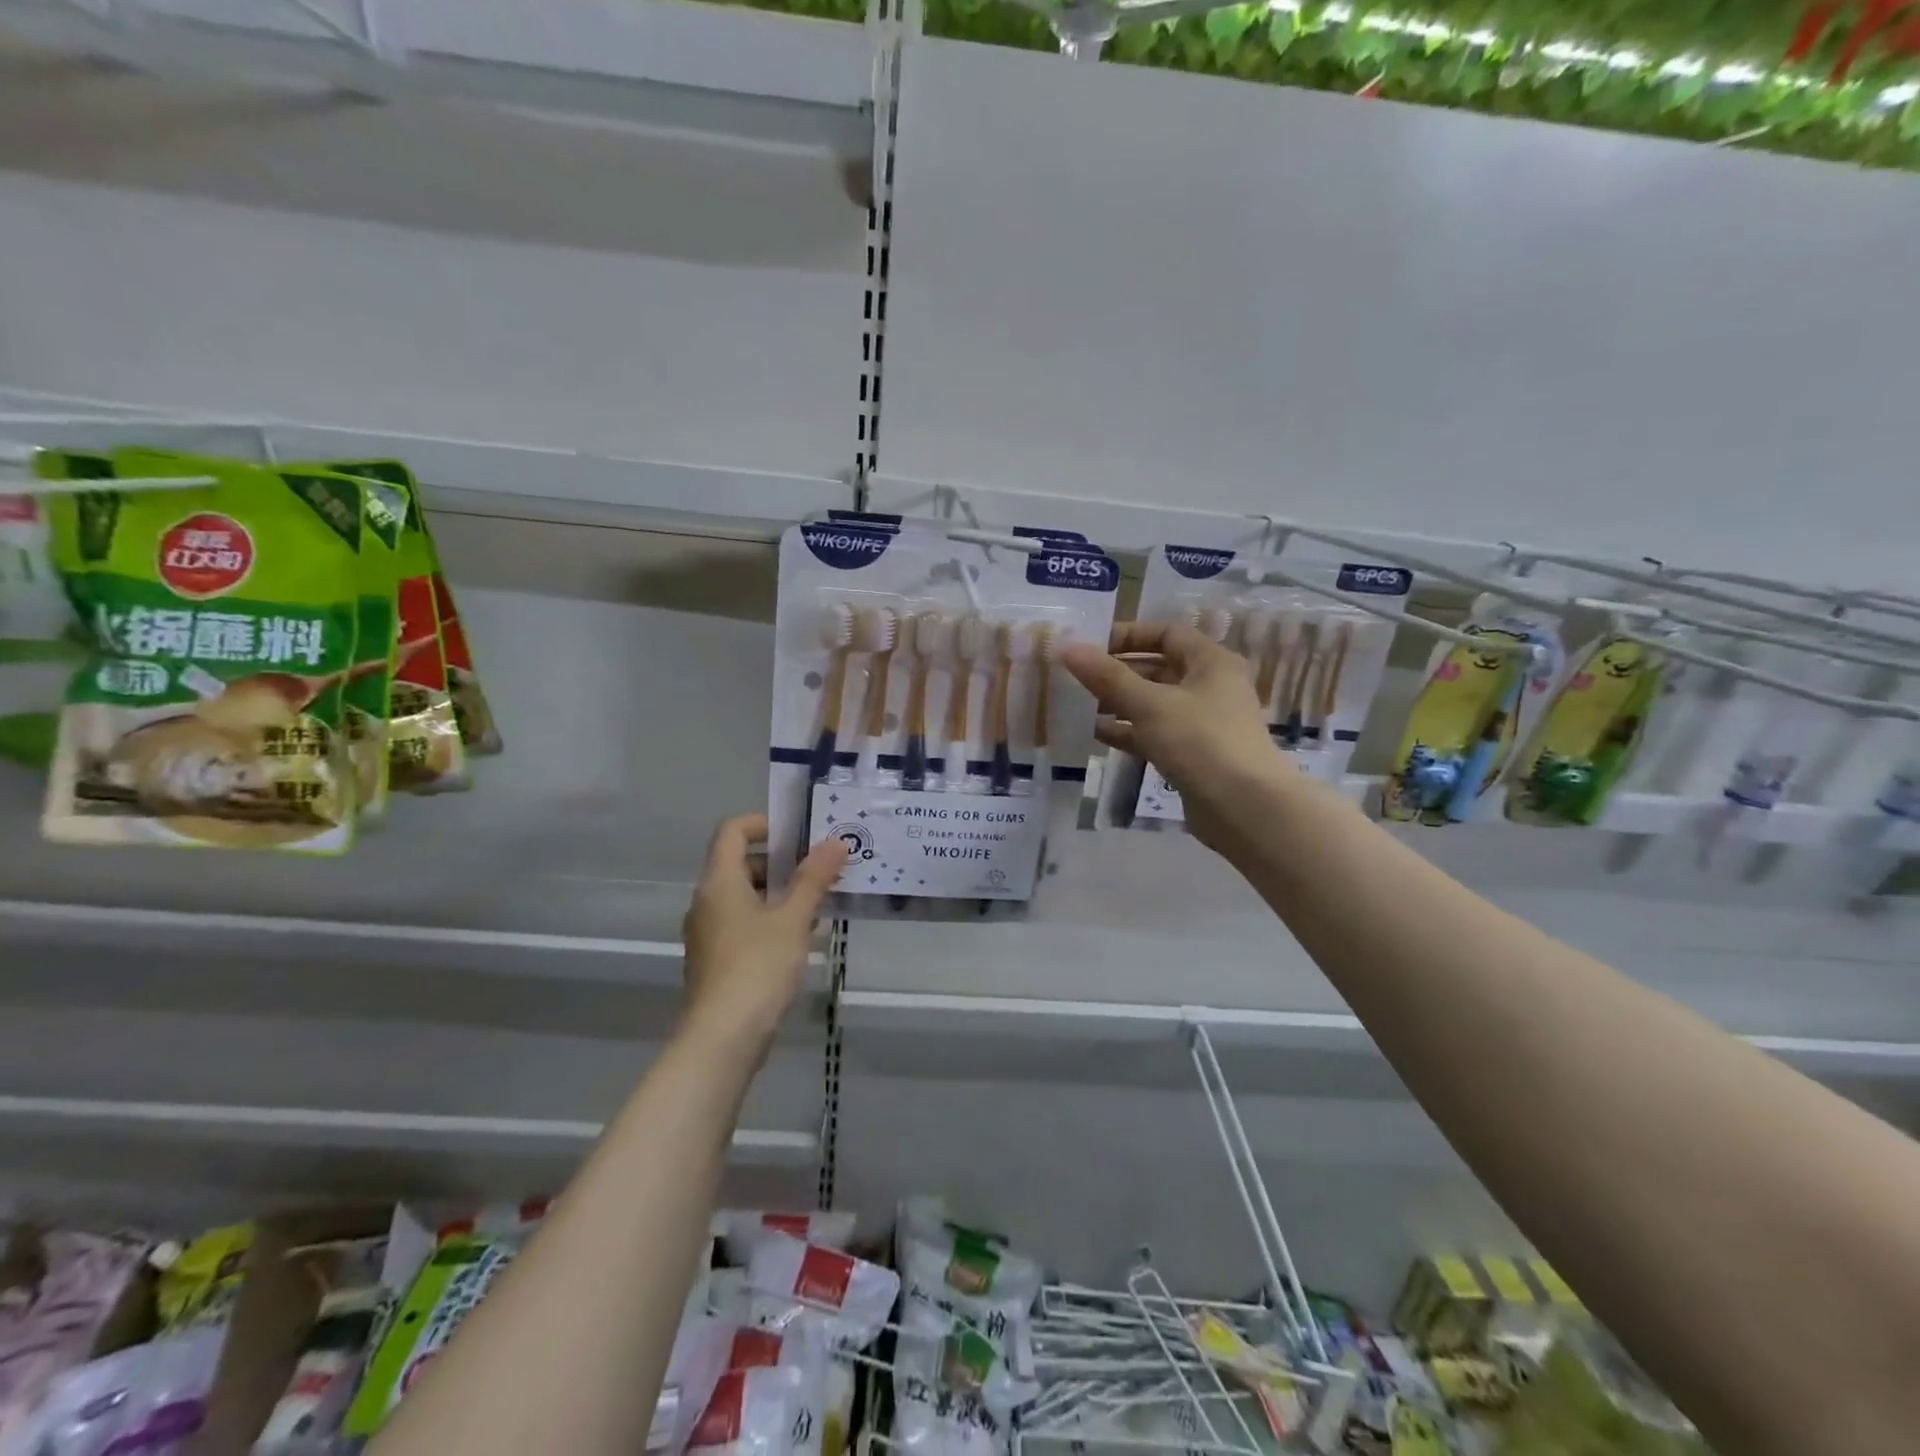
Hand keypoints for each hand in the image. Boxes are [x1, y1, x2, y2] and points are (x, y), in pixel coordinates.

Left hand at [680, 814, 848, 1051]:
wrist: (722, 1039)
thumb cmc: (758, 967)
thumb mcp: (793, 919)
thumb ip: (814, 878)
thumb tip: (836, 842)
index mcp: (719, 882)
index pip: (732, 830)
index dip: (765, 824)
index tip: (800, 836)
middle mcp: (707, 901)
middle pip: (741, 863)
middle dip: (783, 862)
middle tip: (822, 870)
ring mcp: (709, 933)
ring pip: (746, 896)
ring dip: (781, 893)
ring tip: (821, 903)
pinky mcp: (717, 959)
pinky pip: (744, 923)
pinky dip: (771, 919)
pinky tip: (802, 937)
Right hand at [1062, 623, 1284, 852]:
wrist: (1244, 808)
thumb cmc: (1200, 742)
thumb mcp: (1150, 704)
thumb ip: (1107, 676)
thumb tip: (1068, 646)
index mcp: (1211, 662)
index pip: (1166, 634)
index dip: (1128, 635)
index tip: (1090, 646)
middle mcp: (1210, 686)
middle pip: (1158, 668)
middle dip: (1118, 672)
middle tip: (1077, 677)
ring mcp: (1202, 722)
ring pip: (1154, 703)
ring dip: (1119, 703)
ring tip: (1079, 705)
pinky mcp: (1193, 753)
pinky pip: (1155, 732)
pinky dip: (1129, 731)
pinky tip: (1096, 734)